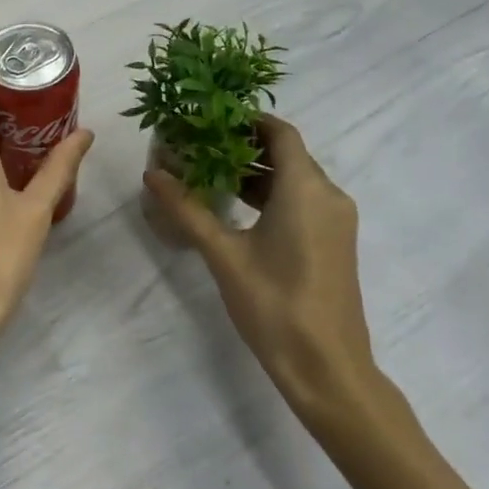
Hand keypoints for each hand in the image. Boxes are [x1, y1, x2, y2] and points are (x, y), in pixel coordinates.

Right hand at [144, 114, 383, 430]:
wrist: (329, 370)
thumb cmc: (276, 305)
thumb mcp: (223, 254)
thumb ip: (187, 208)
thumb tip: (152, 173)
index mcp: (306, 188)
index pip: (280, 132)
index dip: (247, 119)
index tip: (209, 118)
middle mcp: (328, 195)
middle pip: (287, 153)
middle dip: (243, 145)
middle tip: (200, 144)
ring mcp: (335, 220)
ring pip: (294, 178)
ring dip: (256, 171)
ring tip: (209, 172)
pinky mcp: (334, 241)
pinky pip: (302, 200)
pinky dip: (272, 194)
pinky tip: (236, 206)